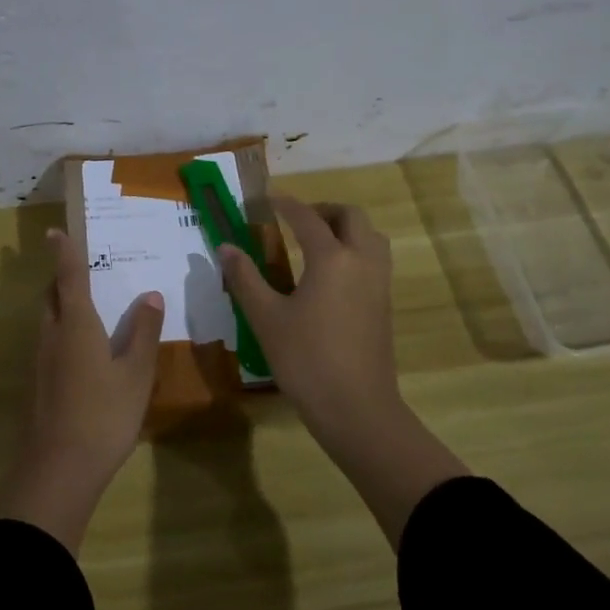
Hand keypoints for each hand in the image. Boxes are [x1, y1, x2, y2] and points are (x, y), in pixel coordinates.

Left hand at [0, 228, 163, 552]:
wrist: (57, 470)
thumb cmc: (103, 415)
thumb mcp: (136, 374)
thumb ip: (144, 333)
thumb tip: (151, 296)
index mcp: (75, 325)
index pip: (67, 277)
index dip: (63, 253)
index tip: (54, 232)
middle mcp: (51, 336)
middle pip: (51, 297)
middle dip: (62, 280)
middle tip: (82, 273)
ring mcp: (39, 362)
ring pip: (48, 322)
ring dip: (61, 308)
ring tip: (88, 310)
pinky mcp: (36, 386)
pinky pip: (49, 345)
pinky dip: (62, 335)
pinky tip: (83, 355)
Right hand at [221, 196, 468, 547]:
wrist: (357, 408)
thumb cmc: (306, 360)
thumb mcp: (266, 318)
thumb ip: (245, 278)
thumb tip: (225, 247)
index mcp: (332, 258)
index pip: (306, 217)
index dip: (284, 204)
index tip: (265, 200)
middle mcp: (361, 260)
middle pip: (350, 216)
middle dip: (322, 210)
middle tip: (294, 220)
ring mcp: (379, 282)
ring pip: (369, 236)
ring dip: (344, 228)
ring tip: (314, 242)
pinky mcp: (384, 303)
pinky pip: (374, 258)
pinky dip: (354, 249)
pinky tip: (330, 274)